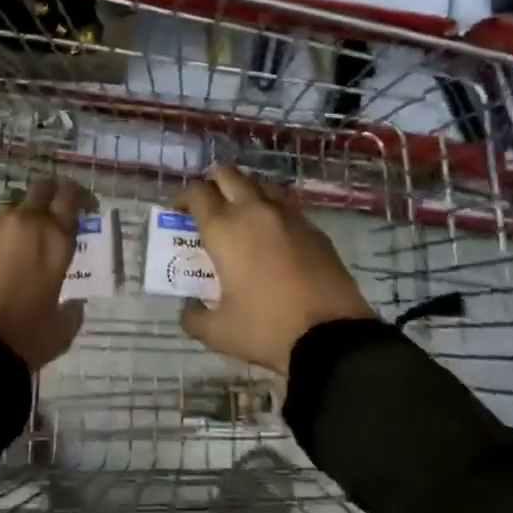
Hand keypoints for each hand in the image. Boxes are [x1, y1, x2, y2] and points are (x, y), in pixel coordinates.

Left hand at [0, 178, 92, 370]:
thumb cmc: (26, 336)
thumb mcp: (63, 325)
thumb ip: (73, 306)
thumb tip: (74, 301)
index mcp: (55, 238)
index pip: (71, 197)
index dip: (81, 197)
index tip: (86, 207)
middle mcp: (25, 222)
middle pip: (41, 188)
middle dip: (52, 194)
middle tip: (55, 212)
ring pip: (11, 204)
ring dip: (22, 214)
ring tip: (22, 238)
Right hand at [175, 166, 376, 374]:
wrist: (333, 338)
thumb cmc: (267, 328)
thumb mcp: (219, 332)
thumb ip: (194, 317)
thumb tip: (188, 309)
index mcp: (224, 228)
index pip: (196, 192)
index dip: (182, 197)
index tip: (178, 211)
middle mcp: (253, 211)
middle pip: (228, 174)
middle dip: (212, 183)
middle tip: (208, 205)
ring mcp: (288, 216)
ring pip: (259, 183)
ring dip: (244, 191)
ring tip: (240, 214)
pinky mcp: (314, 228)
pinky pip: (285, 206)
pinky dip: (271, 211)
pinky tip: (272, 236)